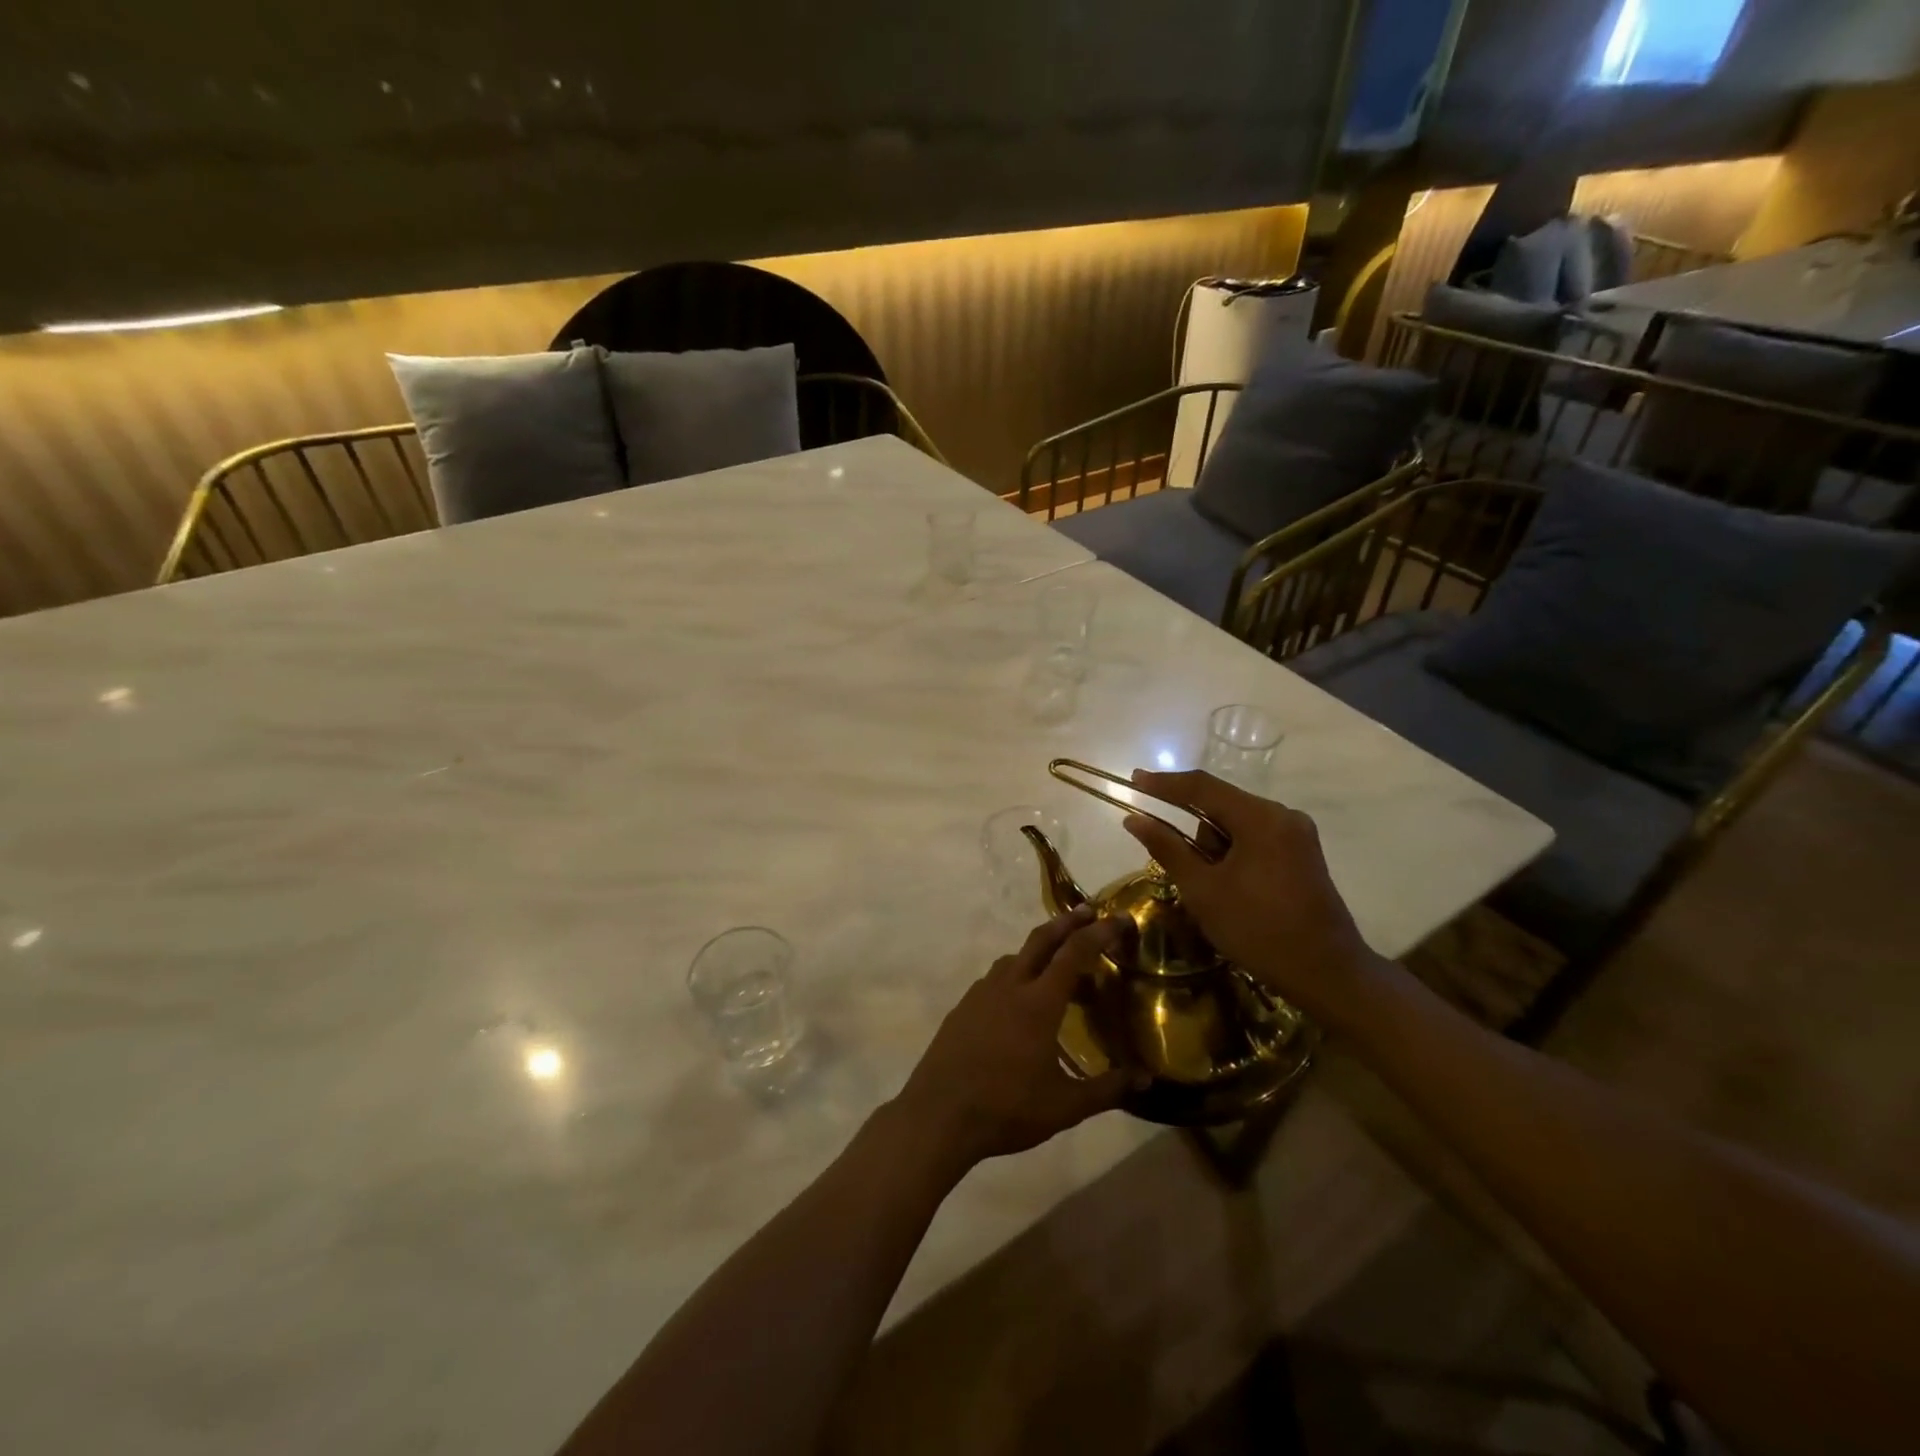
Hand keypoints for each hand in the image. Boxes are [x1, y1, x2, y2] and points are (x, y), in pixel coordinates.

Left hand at [892, 906, 1131, 1170]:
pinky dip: (1016, 974)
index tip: (1119, 919)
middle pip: (1040, 940)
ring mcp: (981, 994)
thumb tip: (1145, 1078)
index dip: (1099, 933)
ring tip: (1058, 967)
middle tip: (1088, 912)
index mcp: (1038, 1002)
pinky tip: (1020, 1002)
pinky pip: (995, 978)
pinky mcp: (963, 1007)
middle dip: (1066, 922)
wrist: (939, 1115)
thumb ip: (1108, 1089)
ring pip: (1015, 958)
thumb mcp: (1066, 1106)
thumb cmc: (1007, 1108)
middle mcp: (1009, 986)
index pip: (1074, 953)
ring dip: (1039, 951)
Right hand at [1122, 769, 1394, 1032]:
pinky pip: (1254, 840)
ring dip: (1215, 850)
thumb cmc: (1258, 930)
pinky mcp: (1301, 854)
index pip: (1202, 787)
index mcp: (1261, 818)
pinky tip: (1232, 888)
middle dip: (1195, 835)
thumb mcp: (1203, 890)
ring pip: (1237, 826)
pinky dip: (1233, 856)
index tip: (1133, 780)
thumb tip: (1134, 819)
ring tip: (1216, 894)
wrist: (1327, 973)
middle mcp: (1283, 816)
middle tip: (1186, 875)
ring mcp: (1296, 834)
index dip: (1163, 783)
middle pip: (1221, 806)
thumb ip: (1167, 848)